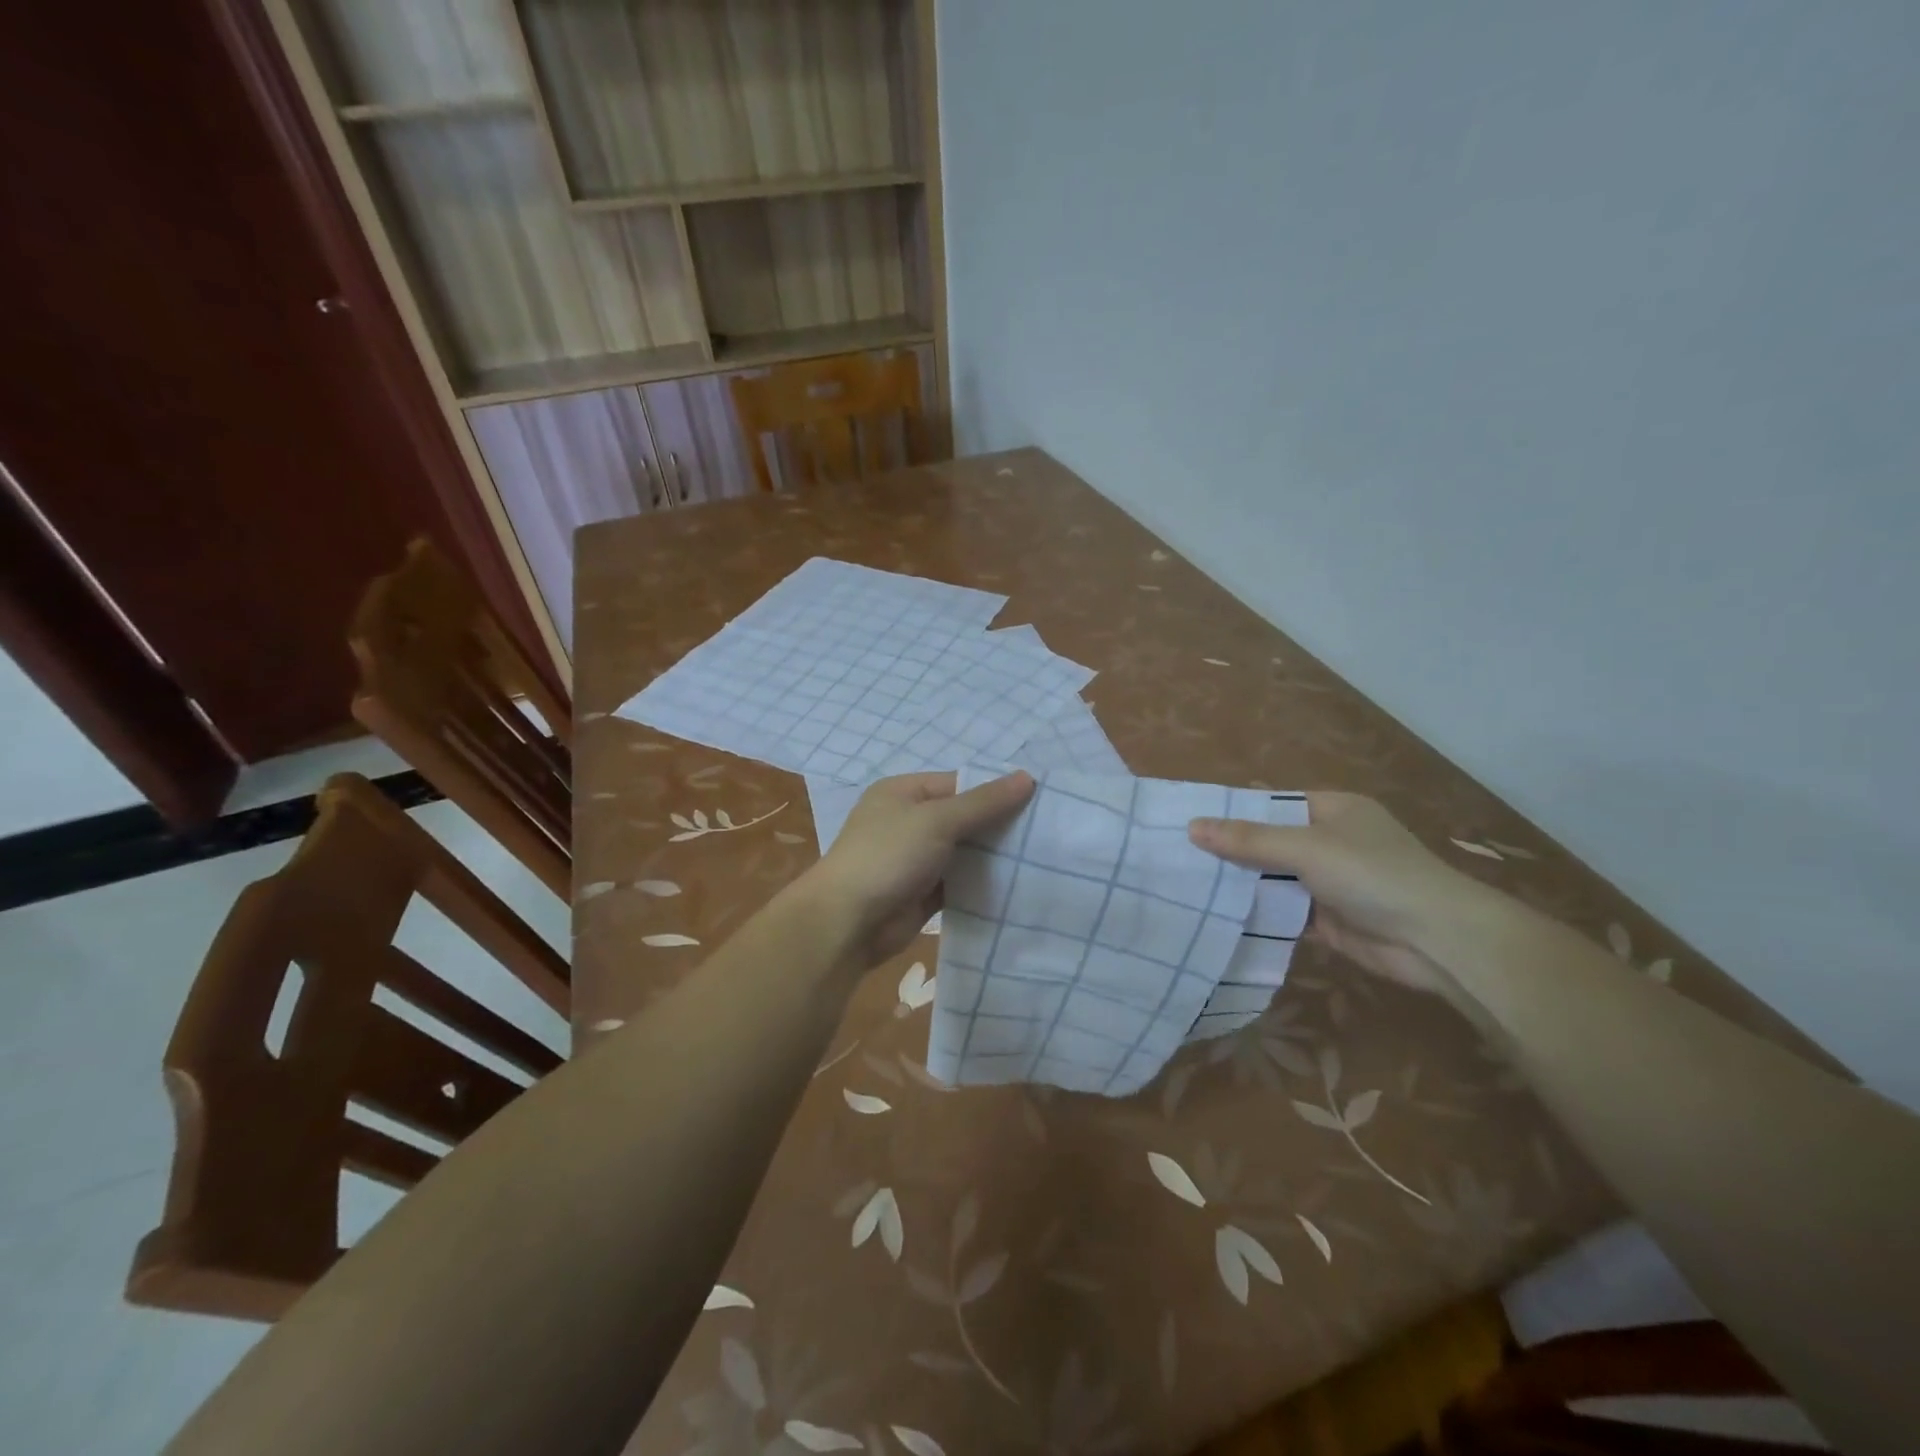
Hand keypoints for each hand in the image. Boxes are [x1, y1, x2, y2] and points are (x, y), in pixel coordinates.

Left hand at [801, 770, 1035, 969]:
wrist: (848, 923)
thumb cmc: (888, 856)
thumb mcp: (937, 820)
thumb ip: (984, 802)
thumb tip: (1027, 778)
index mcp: (904, 792)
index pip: (959, 784)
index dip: (995, 792)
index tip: (1038, 803)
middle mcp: (908, 821)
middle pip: (963, 817)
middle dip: (998, 826)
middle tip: (1045, 833)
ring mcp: (915, 859)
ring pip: (963, 851)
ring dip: (993, 857)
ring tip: (1041, 858)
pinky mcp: (923, 893)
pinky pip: (959, 882)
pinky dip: (981, 884)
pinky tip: (1016, 886)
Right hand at [1189, 793, 1492, 999]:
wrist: (1437, 940)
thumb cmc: (1372, 875)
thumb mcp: (1306, 848)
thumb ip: (1249, 839)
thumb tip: (1193, 826)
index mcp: (1333, 810)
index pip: (1273, 803)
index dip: (1234, 810)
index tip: (1189, 819)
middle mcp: (1331, 842)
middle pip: (1270, 842)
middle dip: (1231, 850)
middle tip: (1178, 855)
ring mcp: (1331, 882)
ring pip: (1275, 879)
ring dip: (1243, 884)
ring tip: (1187, 885)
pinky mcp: (1329, 919)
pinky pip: (1285, 911)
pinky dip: (1260, 914)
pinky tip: (1219, 916)